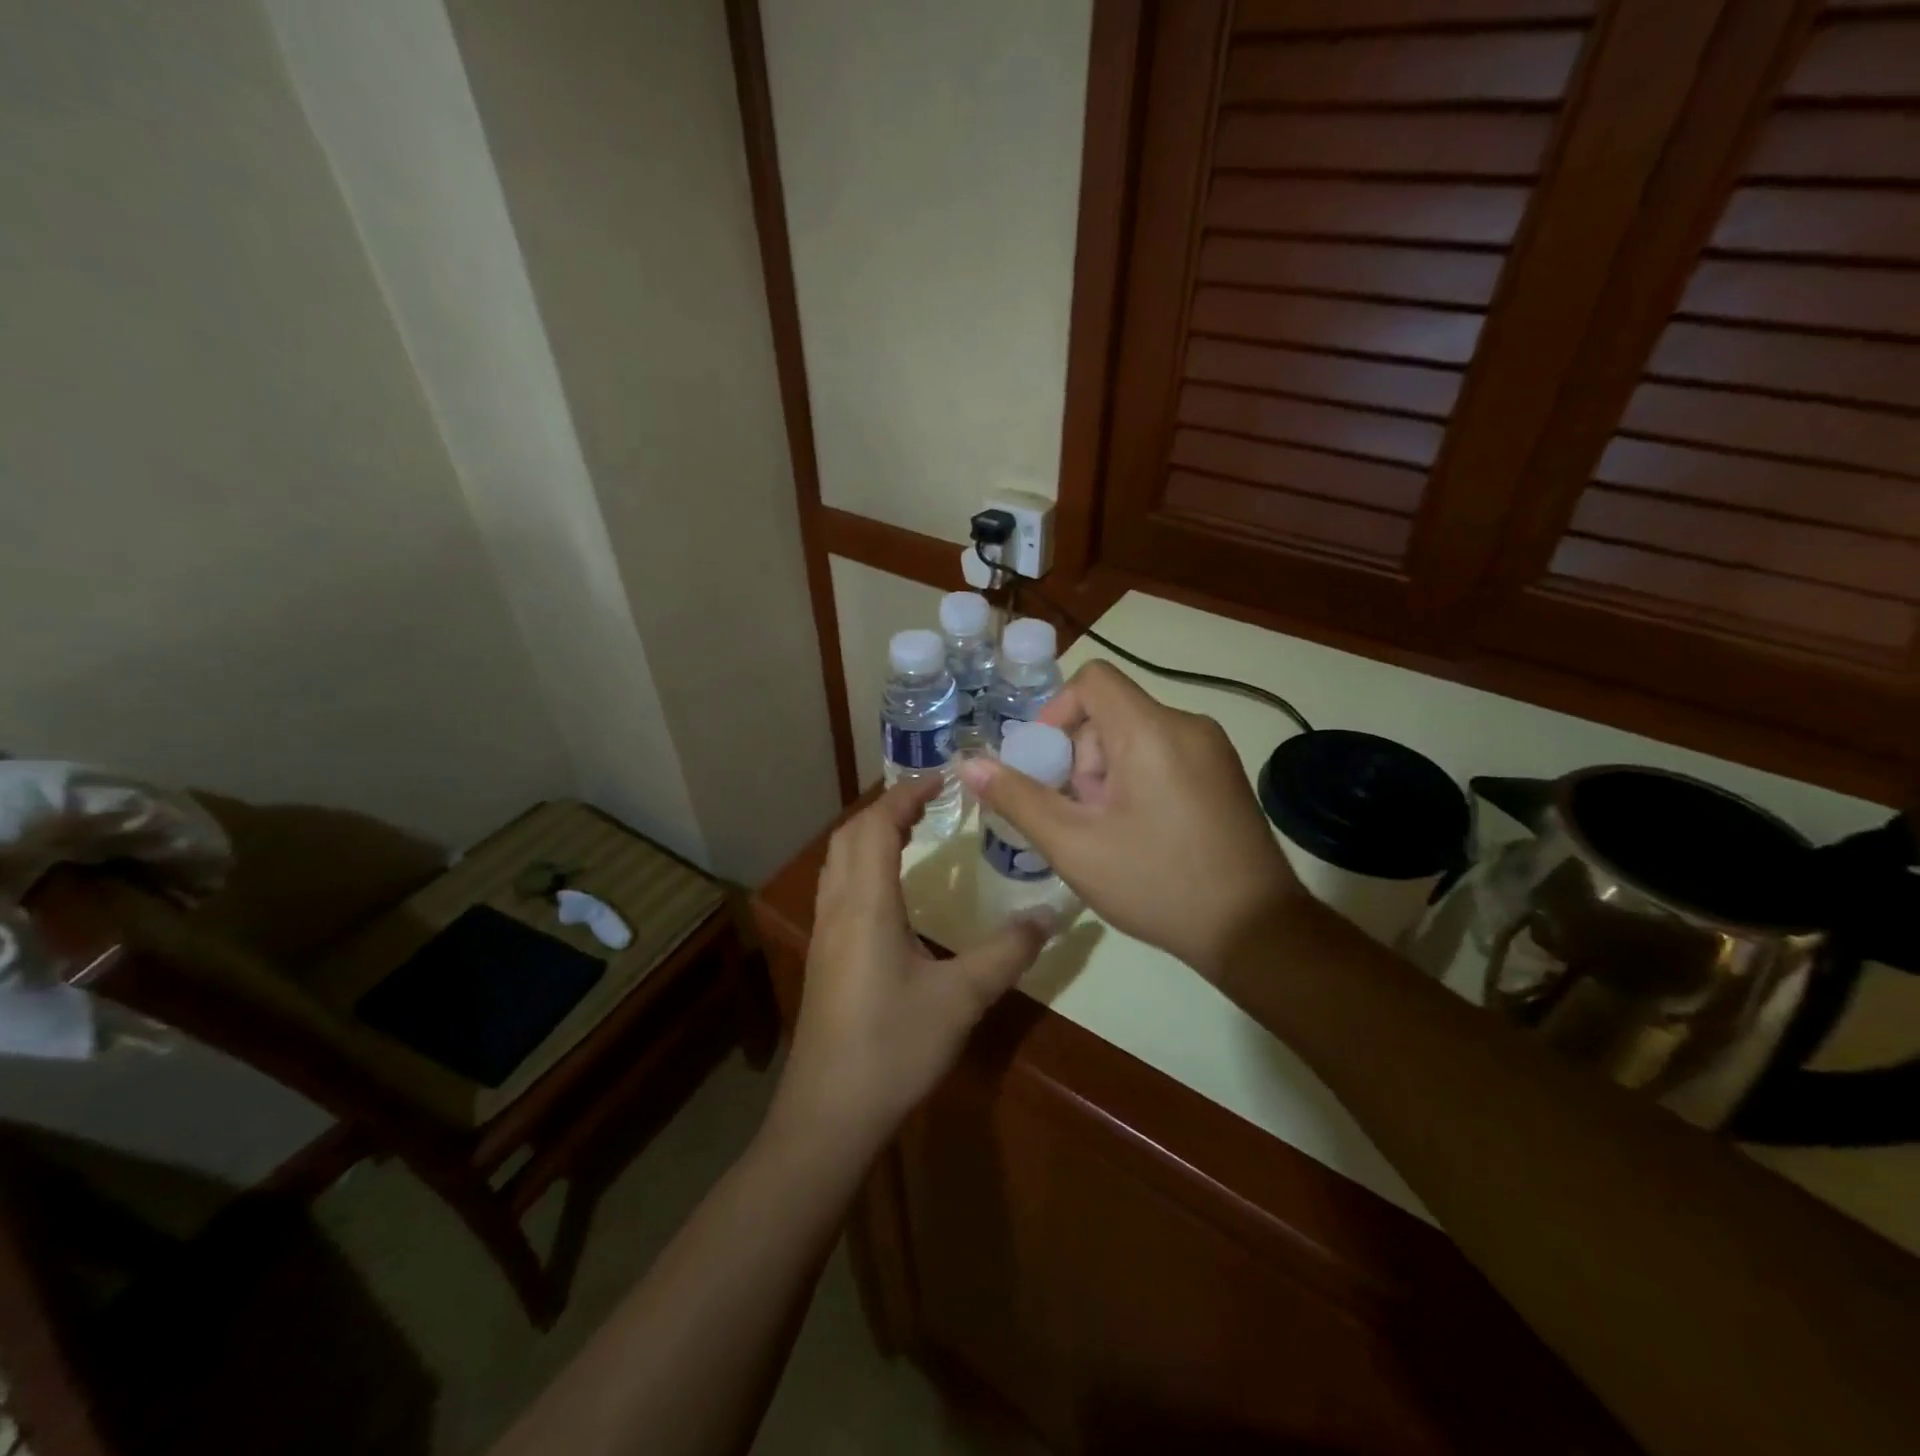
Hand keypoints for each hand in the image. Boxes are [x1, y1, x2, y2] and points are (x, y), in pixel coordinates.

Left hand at [777, 778, 1050, 1146]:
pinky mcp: (824, 955)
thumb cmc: (894, 1047)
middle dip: (888, 806)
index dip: (906, 794)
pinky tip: (890, 888)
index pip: (878, 826)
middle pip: (851, 834)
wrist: (830, 1112)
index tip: (942, 777)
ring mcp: (825, 931)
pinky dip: (862, 862)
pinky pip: (838, 885)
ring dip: (870, 833)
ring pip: (838, 859)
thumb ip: (1007, 952)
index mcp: (867, 904)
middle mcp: (838, 907)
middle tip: (931, 799)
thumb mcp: (962, 998)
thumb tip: (1051, 915)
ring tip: (911, 830)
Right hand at [959, 660, 1302, 979]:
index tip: (1045, 765)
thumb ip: (1018, 799)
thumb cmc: (1157, 883)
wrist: (1255, 931)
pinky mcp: (1223, 774)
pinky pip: (1163, 755)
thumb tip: (969, 764)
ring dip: (1106, 775)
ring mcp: (1212, 750)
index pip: (1092, 680)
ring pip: (1135, 737)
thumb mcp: (1075, 846)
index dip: (1056, 713)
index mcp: (1152, 730)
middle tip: (1077, 816)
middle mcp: (1188, 725)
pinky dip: (1136, 781)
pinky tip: (1138, 834)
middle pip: (1111, 714)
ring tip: (1107, 832)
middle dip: (1080, 758)